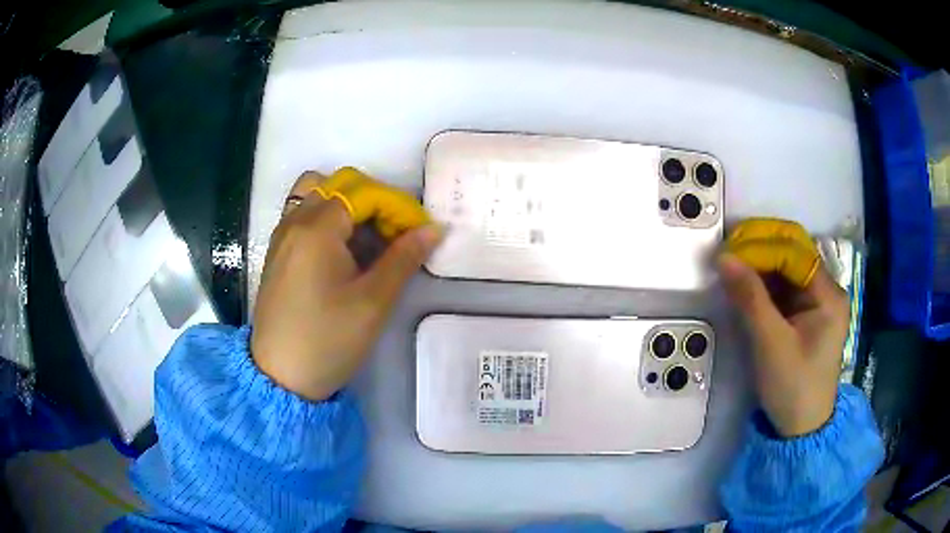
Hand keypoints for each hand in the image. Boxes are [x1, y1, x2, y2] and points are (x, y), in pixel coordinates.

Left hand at [251, 170, 441, 400]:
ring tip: (367, 239)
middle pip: (339, 184)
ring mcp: (282, 235)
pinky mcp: (277, 252)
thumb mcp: (373, 302)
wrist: (280, 376)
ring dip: (347, 205)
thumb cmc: (328, 340)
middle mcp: (295, 221)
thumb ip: (404, 258)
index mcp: (317, 229)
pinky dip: (328, 218)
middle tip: (394, 235)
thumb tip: (435, 228)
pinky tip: (342, 251)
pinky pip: (303, 214)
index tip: (418, 233)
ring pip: (317, 194)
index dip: (397, 207)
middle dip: (374, 201)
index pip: (364, 193)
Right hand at [718, 253, 848, 437]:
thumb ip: (750, 298)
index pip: (795, 252)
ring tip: (731, 264)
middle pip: (794, 253)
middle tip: (728, 251)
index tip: (729, 250)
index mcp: (828, 295)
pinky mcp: (805, 314)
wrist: (800, 429)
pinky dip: (763, 282)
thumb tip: (723, 257)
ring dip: (760, 263)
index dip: (762, 246)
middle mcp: (826, 290)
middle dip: (761, 247)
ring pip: (787, 268)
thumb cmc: (793, 388)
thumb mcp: (771, 344)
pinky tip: (745, 283)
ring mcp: (816, 302)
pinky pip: (783, 287)